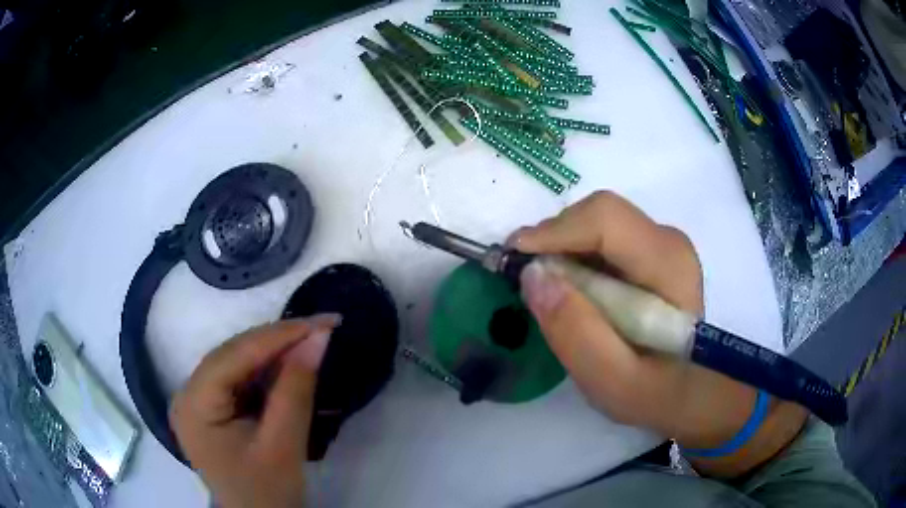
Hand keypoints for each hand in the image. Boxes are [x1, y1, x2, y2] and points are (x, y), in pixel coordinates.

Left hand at [170, 314, 339, 507]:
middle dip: (279, 340)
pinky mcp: (211, 406)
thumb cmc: (266, 493)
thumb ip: (296, 390)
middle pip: (233, 354)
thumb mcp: (284, 445)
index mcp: (194, 405)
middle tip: (323, 327)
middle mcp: (187, 393)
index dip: (279, 335)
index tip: (323, 321)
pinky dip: (268, 369)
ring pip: (237, 361)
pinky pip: (239, 378)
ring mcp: (197, 399)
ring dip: (275, 351)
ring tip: (313, 339)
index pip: (234, 356)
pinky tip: (291, 362)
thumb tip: (319, 337)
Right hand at [511, 191, 804, 476]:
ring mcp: (662, 243)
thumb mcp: (613, 381)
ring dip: (562, 248)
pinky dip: (575, 255)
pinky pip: (603, 236)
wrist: (695, 391)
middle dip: (555, 240)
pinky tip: (569, 287)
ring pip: (598, 222)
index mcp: (669, 267)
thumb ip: (576, 333)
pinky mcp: (651, 252)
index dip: (555, 230)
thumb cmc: (659, 393)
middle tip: (526, 279)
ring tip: (545, 287)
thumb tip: (532, 275)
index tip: (514, 256)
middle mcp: (668, 241)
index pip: (606, 220)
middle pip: (599, 214)